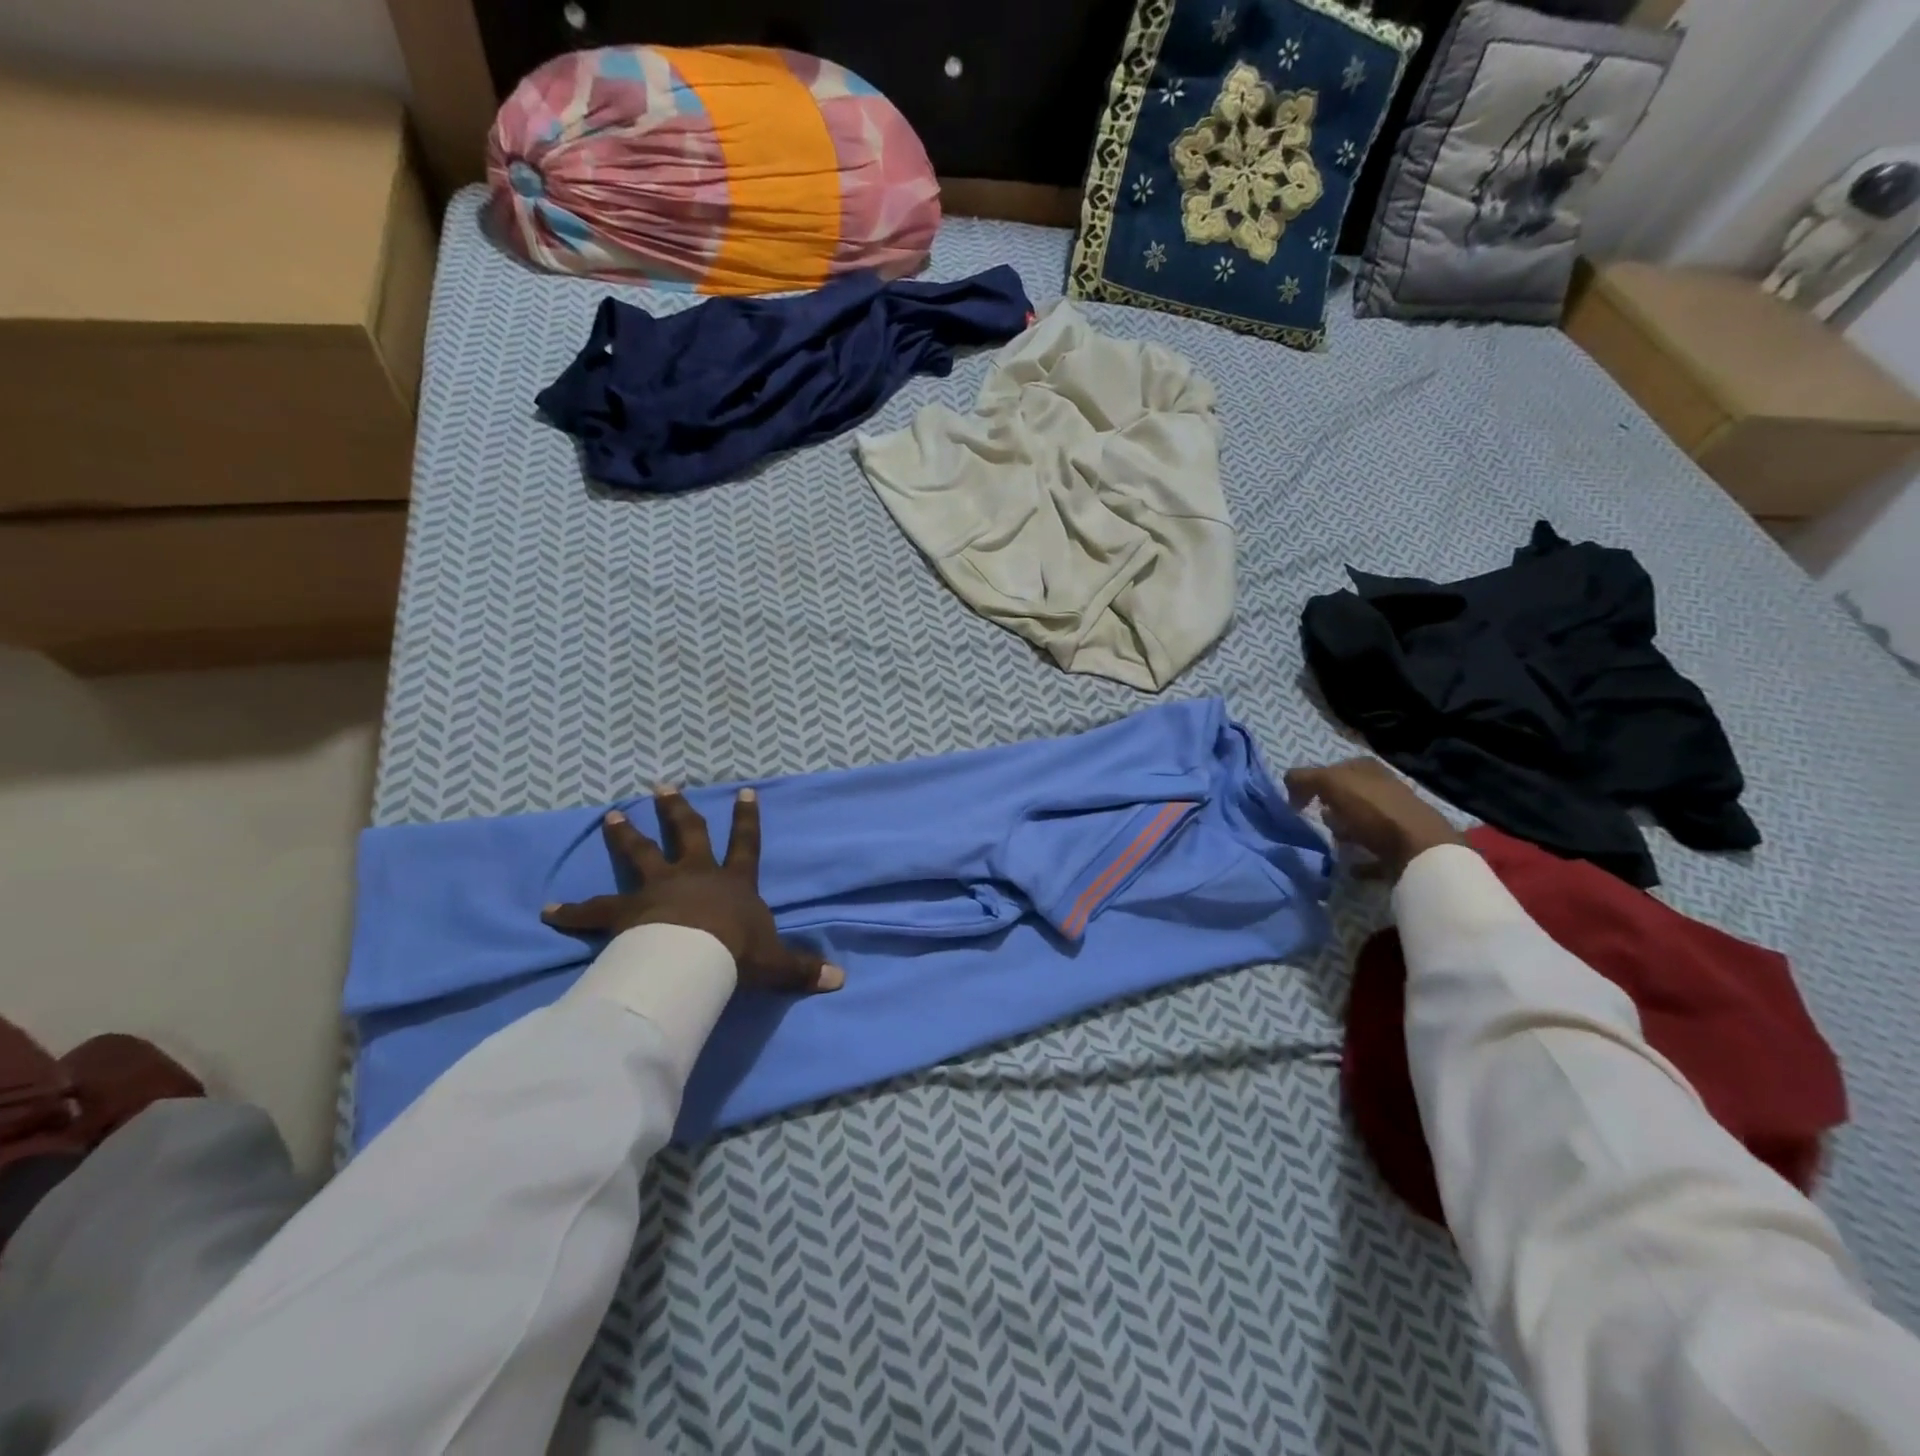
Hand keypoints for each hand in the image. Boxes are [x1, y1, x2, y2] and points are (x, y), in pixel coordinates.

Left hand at [542, 786, 844, 993]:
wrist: (694, 958)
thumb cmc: (736, 953)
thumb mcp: (775, 962)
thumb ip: (803, 969)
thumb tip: (840, 979)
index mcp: (733, 882)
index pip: (745, 844)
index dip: (747, 819)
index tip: (744, 791)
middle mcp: (695, 875)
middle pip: (686, 834)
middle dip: (676, 810)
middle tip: (661, 786)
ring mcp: (657, 889)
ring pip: (639, 855)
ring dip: (626, 835)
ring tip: (611, 815)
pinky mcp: (625, 912)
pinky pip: (594, 910)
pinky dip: (571, 911)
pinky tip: (548, 910)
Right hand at [1283, 758, 1463, 877]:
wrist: (1421, 851)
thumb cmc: (1374, 811)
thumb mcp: (1332, 783)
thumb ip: (1305, 778)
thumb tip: (1289, 783)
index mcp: (1367, 769)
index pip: (1334, 769)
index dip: (1313, 782)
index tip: (1300, 802)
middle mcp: (1384, 789)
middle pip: (1348, 796)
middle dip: (1330, 806)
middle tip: (1317, 819)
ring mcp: (1395, 818)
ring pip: (1360, 822)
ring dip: (1345, 831)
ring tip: (1334, 843)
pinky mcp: (1402, 847)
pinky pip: (1373, 852)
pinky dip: (1360, 859)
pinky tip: (1350, 867)